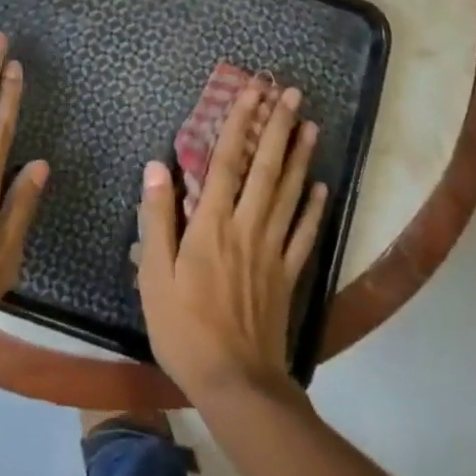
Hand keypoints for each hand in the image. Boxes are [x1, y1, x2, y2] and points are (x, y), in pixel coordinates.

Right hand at [137, 83, 327, 401]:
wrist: (236, 385)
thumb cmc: (186, 330)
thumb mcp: (154, 277)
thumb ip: (157, 219)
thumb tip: (157, 166)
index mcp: (211, 224)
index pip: (226, 161)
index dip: (239, 122)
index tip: (251, 91)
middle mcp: (246, 226)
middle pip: (265, 167)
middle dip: (278, 127)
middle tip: (292, 93)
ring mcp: (272, 250)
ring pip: (288, 192)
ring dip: (300, 156)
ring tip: (311, 125)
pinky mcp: (288, 274)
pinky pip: (303, 233)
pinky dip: (313, 208)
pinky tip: (321, 187)